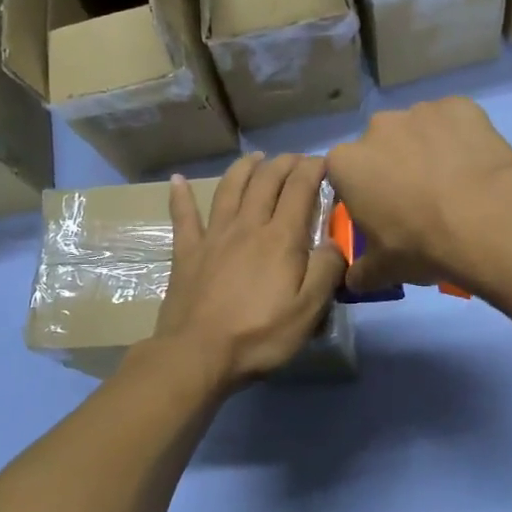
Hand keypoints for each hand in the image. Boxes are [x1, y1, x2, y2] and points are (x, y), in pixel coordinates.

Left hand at [152, 152, 345, 388]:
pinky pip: (183, 217)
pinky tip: (177, 180)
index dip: (313, 169)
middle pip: (266, 181)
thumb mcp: (309, 310)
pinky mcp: (187, 252)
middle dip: (283, 163)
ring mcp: (213, 236)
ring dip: (244, 168)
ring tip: (255, 157)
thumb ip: (326, 270)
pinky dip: (180, 196)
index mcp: (280, 238)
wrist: (198, 354)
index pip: (300, 189)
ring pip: (229, 189)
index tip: (324, 161)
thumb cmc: (259, 335)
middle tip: (295, 158)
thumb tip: (334, 243)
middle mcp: (247, 225)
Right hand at [326, 99, 511, 294]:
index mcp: (347, 163)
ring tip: (456, 184)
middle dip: (394, 166)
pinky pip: (455, 121)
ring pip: (418, 131)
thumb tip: (353, 281)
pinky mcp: (459, 106)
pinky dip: (462, 137)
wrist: (486, 219)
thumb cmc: (422, 244)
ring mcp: (420, 111)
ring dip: (429, 150)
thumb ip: (362, 271)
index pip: (345, 175)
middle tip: (421, 200)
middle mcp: (377, 127)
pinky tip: (477, 164)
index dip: (363, 194)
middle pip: (381, 147)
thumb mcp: (385, 269)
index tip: (383, 213)